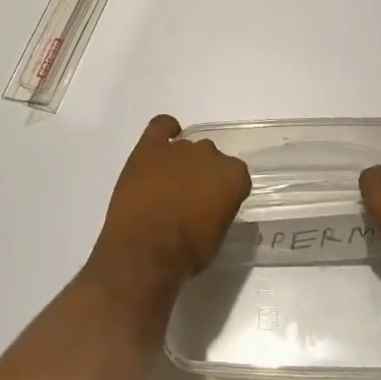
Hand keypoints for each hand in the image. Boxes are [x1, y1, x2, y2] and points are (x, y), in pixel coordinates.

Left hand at [90, 115, 251, 289]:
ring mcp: (179, 148)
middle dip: (202, 175)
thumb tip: (209, 204)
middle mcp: (210, 154)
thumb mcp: (216, 236)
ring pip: (187, 147)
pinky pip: (161, 126)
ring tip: (167, 186)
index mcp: (233, 177)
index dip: (224, 191)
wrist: (144, 253)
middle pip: (211, 158)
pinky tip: (161, 145)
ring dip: (181, 162)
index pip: (236, 176)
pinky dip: (165, 131)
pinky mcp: (150, 147)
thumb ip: (219, 209)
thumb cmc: (186, 253)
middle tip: (189, 199)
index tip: (214, 206)